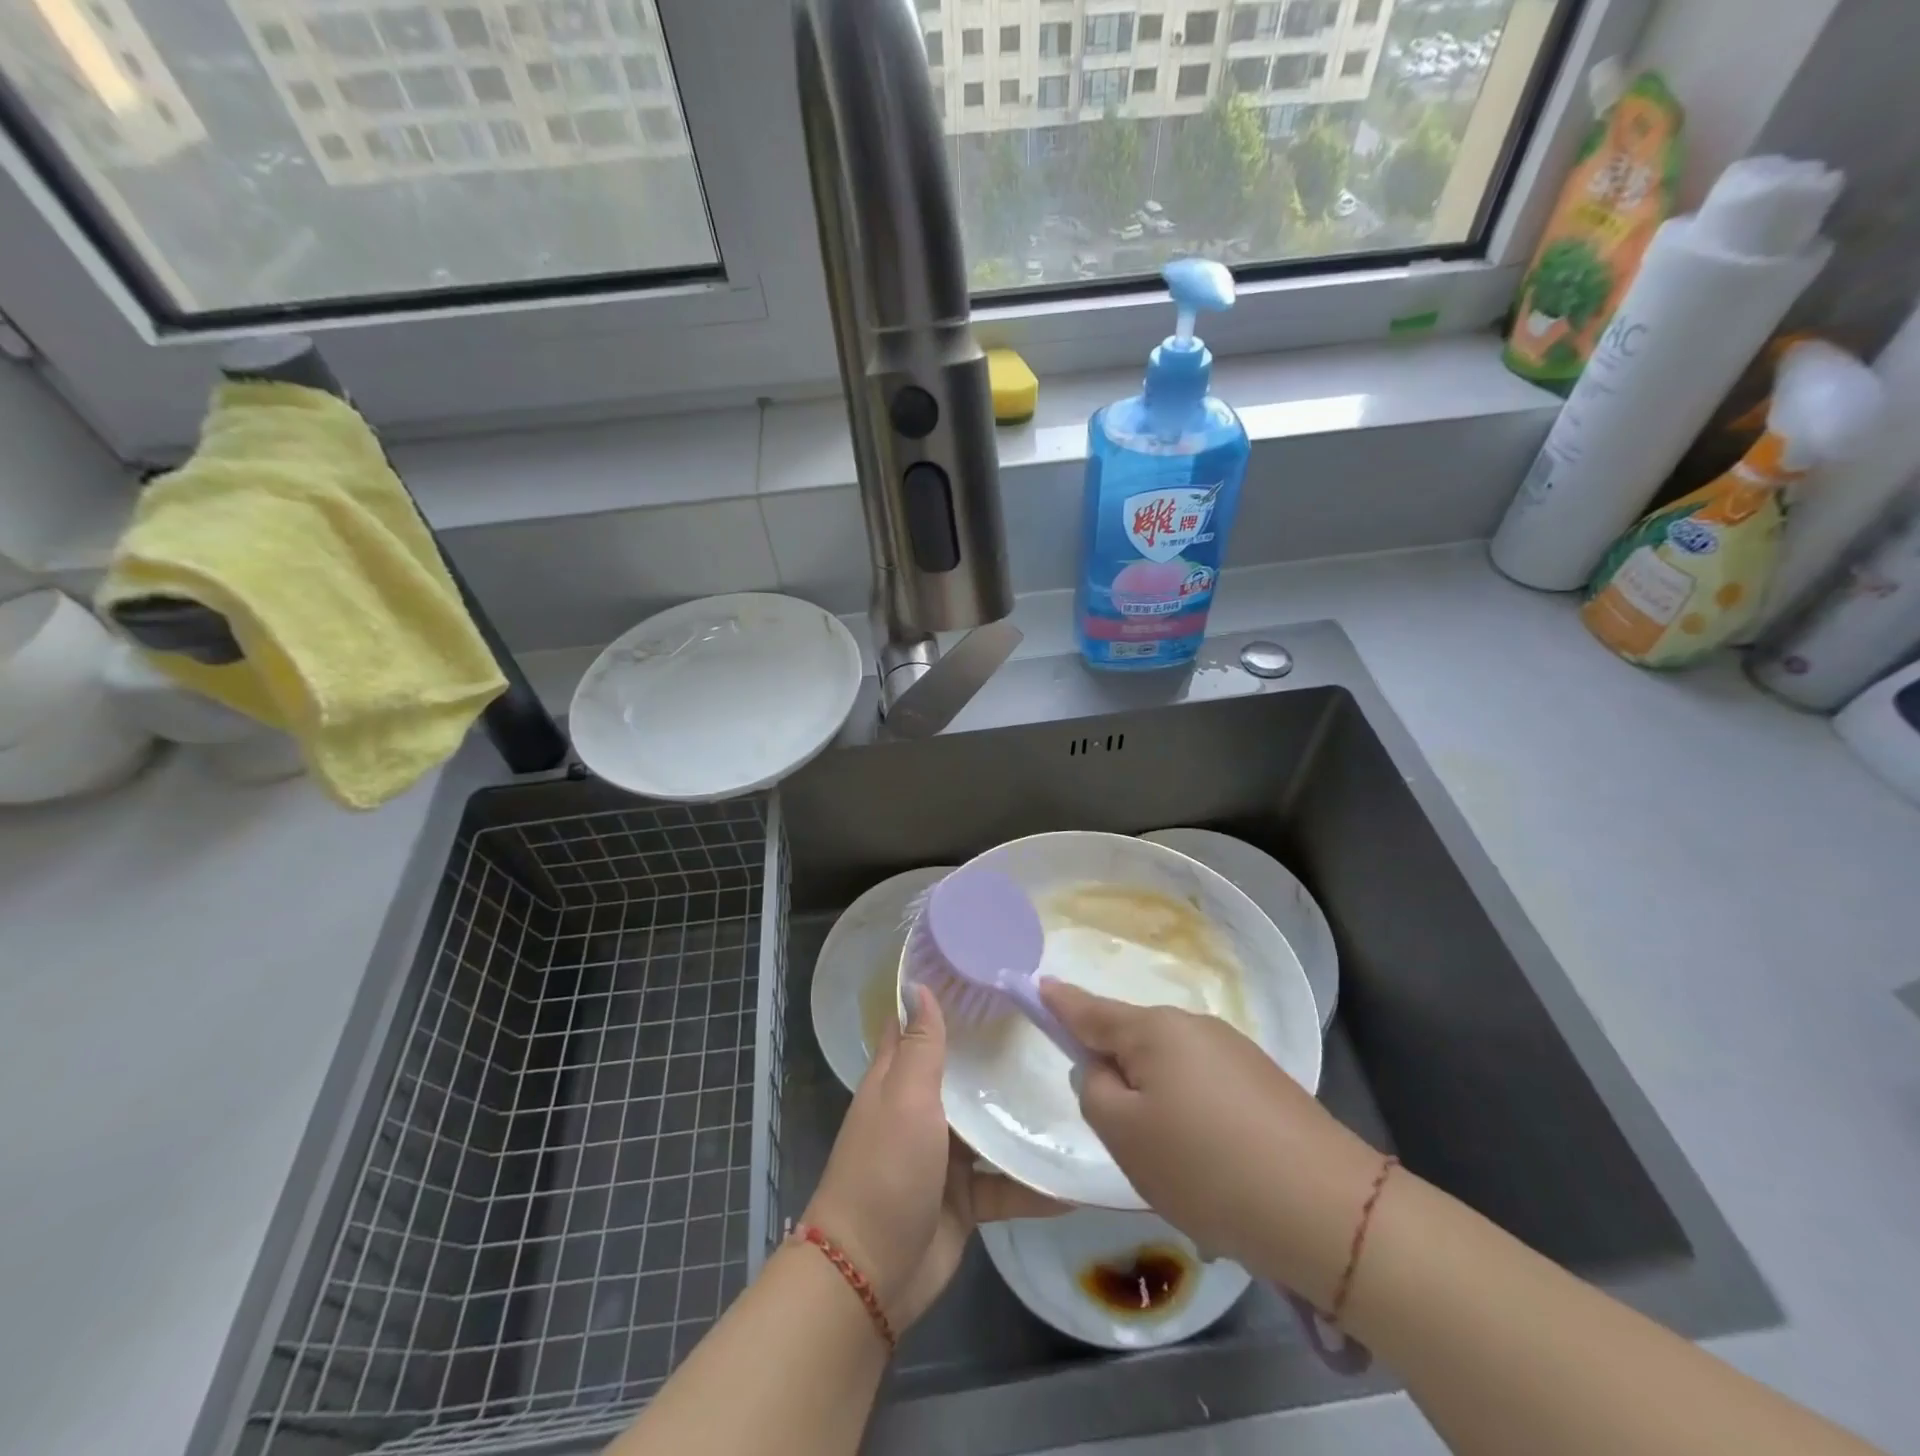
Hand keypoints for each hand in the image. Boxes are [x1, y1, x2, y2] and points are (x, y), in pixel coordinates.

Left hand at [803, 985, 1064, 1330]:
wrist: (871, 1273)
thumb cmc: (886, 1169)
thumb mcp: (905, 1098)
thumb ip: (921, 1045)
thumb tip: (918, 984)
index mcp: (899, 1078)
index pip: (918, 1025)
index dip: (944, 998)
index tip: (986, 972)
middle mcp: (922, 1109)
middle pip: (963, 1071)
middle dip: (998, 1051)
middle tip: (1050, 1025)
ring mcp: (945, 1155)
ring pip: (989, 1124)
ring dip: (1022, 1113)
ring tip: (1078, 1089)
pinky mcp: (966, 1197)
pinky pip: (1007, 1182)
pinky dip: (1036, 1183)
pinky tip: (1078, 1178)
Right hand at [1043, 980, 1384, 1306]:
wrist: (1327, 1209)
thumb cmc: (1206, 1166)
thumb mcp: (1125, 1135)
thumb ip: (1095, 1092)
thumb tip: (1104, 1071)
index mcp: (1154, 1031)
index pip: (1091, 1010)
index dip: (1060, 1002)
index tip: (1038, 985)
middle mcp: (1194, 1027)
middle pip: (1134, 1042)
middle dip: (1119, 1076)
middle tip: (1123, 1137)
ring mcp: (1235, 1052)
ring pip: (1172, 1071)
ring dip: (1160, 1105)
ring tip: (1177, 1168)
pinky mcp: (1266, 1083)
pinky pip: (1207, 1091)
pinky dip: (1196, 1121)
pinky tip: (1215, 1170)